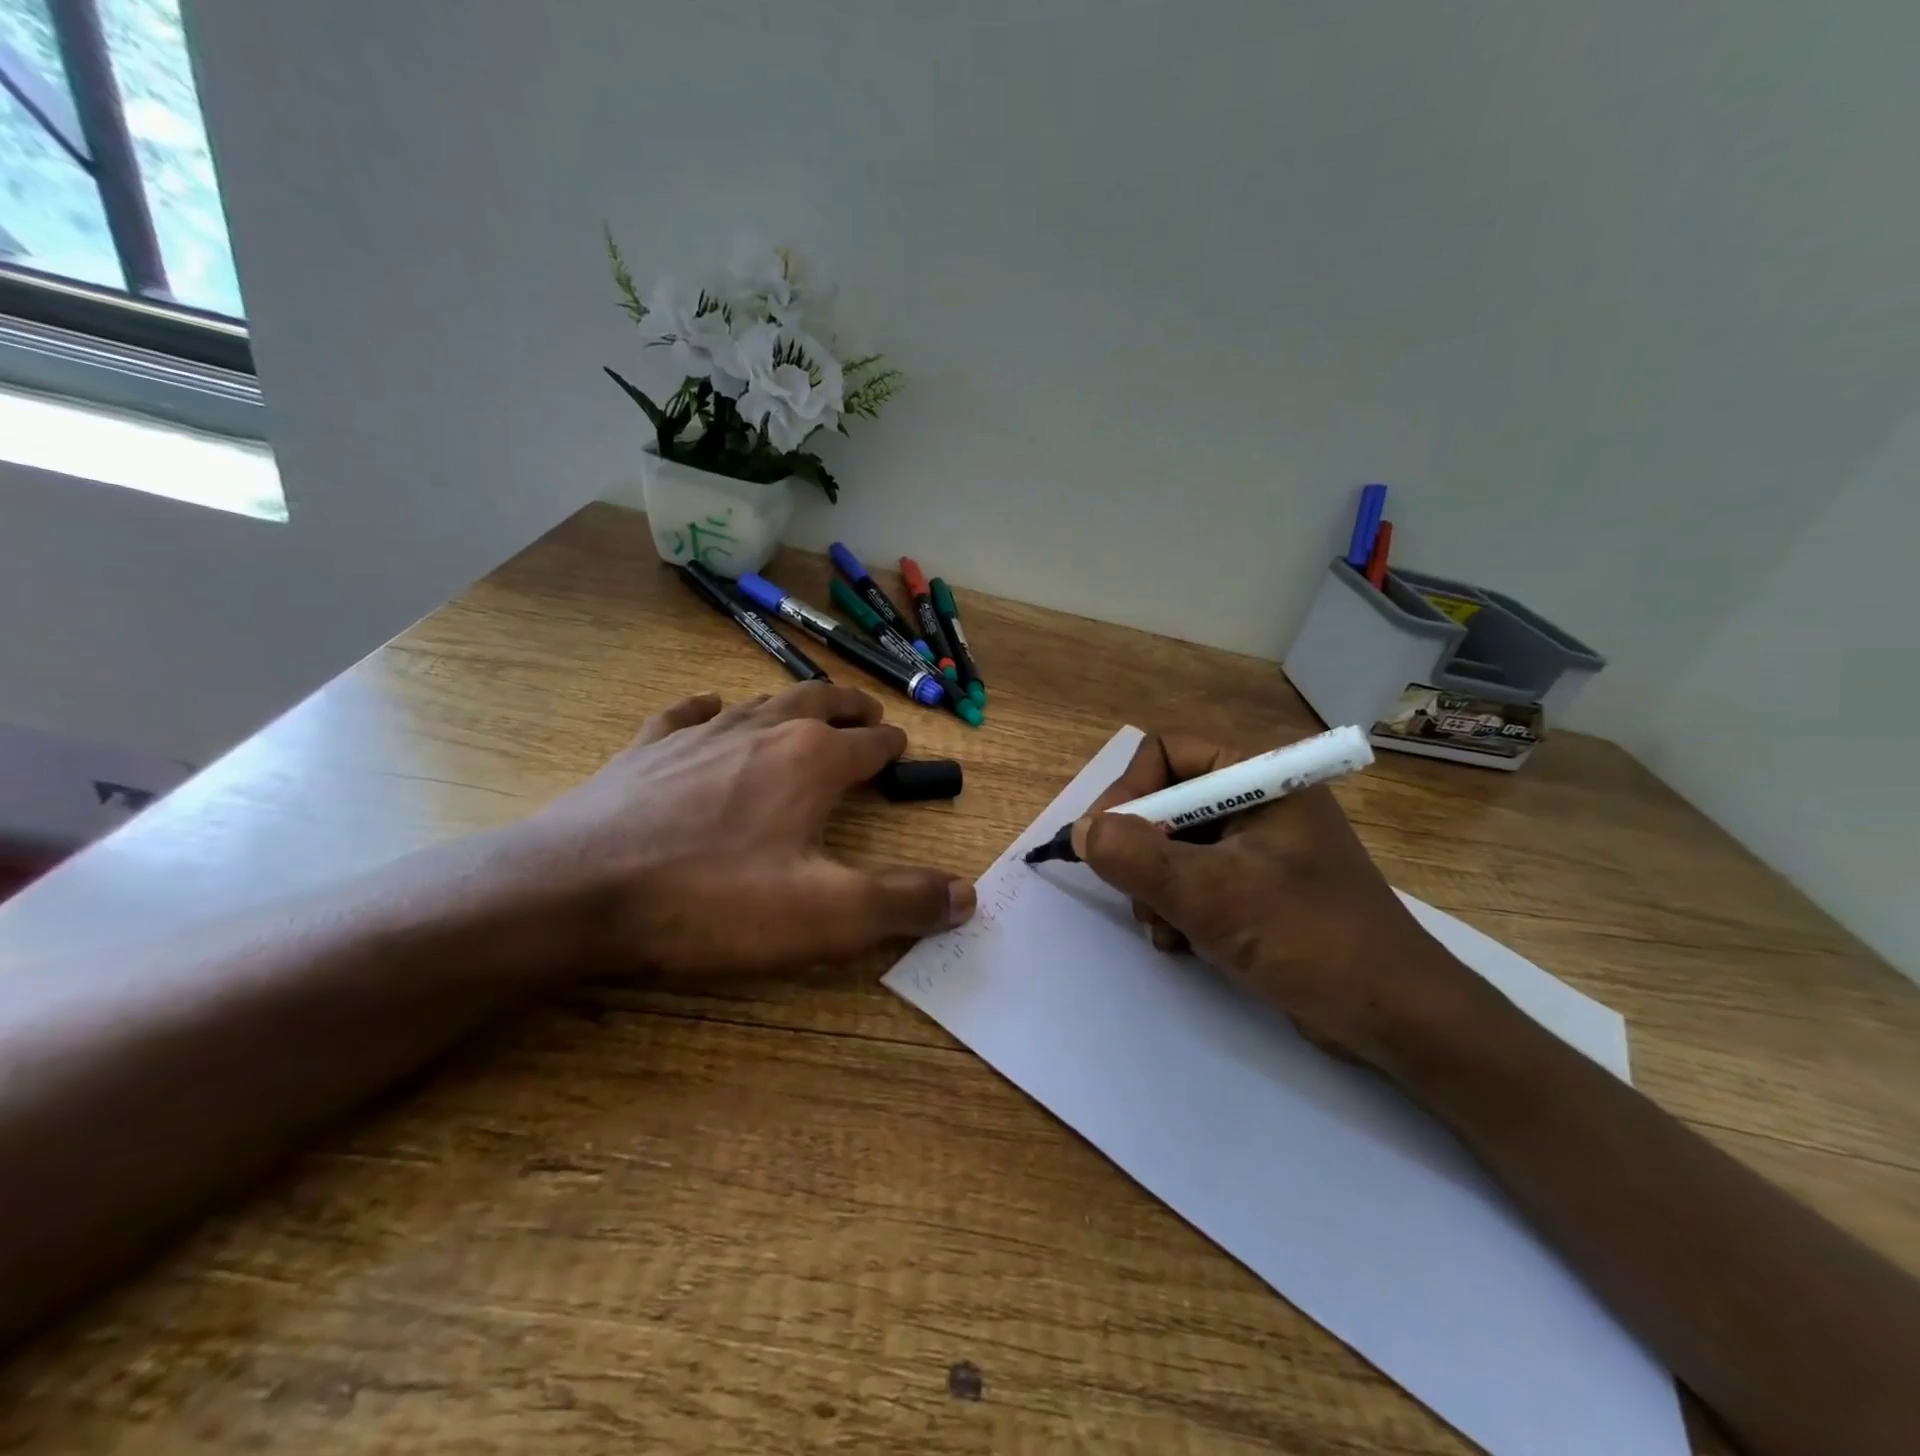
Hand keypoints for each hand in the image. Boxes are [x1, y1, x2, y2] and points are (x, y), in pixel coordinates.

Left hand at [504, 683, 974, 976]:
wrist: (577, 891)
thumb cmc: (711, 901)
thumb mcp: (823, 916)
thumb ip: (902, 903)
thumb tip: (968, 895)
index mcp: (811, 761)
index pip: (869, 745)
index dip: (892, 749)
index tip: (901, 752)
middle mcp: (762, 730)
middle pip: (820, 703)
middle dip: (850, 708)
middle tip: (868, 714)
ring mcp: (700, 732)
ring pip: (761, 700)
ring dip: (793, 701)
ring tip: (806, 708)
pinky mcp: (647, 747)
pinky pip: (689, 713)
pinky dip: (711, 708)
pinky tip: (711, 710)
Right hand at [1073, 732, 1476, 1067]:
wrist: (1396, 1019)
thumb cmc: (1309, 939)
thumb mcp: (1211, 894)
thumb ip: (1135, 856)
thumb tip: (1080, 831)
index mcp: (1262, 776)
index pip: (1167, 753)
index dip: (1127, 792)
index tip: (1102, 844)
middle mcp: (1259, 799)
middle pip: (1166, 800)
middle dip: (1140, 851)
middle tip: (1135, 895)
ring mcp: (1260, 844)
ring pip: (1173, 844)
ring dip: (1154, 887)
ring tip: (1164, 929)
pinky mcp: (1259, 885)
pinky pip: (1195, 877)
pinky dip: (1177, 906)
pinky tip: (1180, 941)